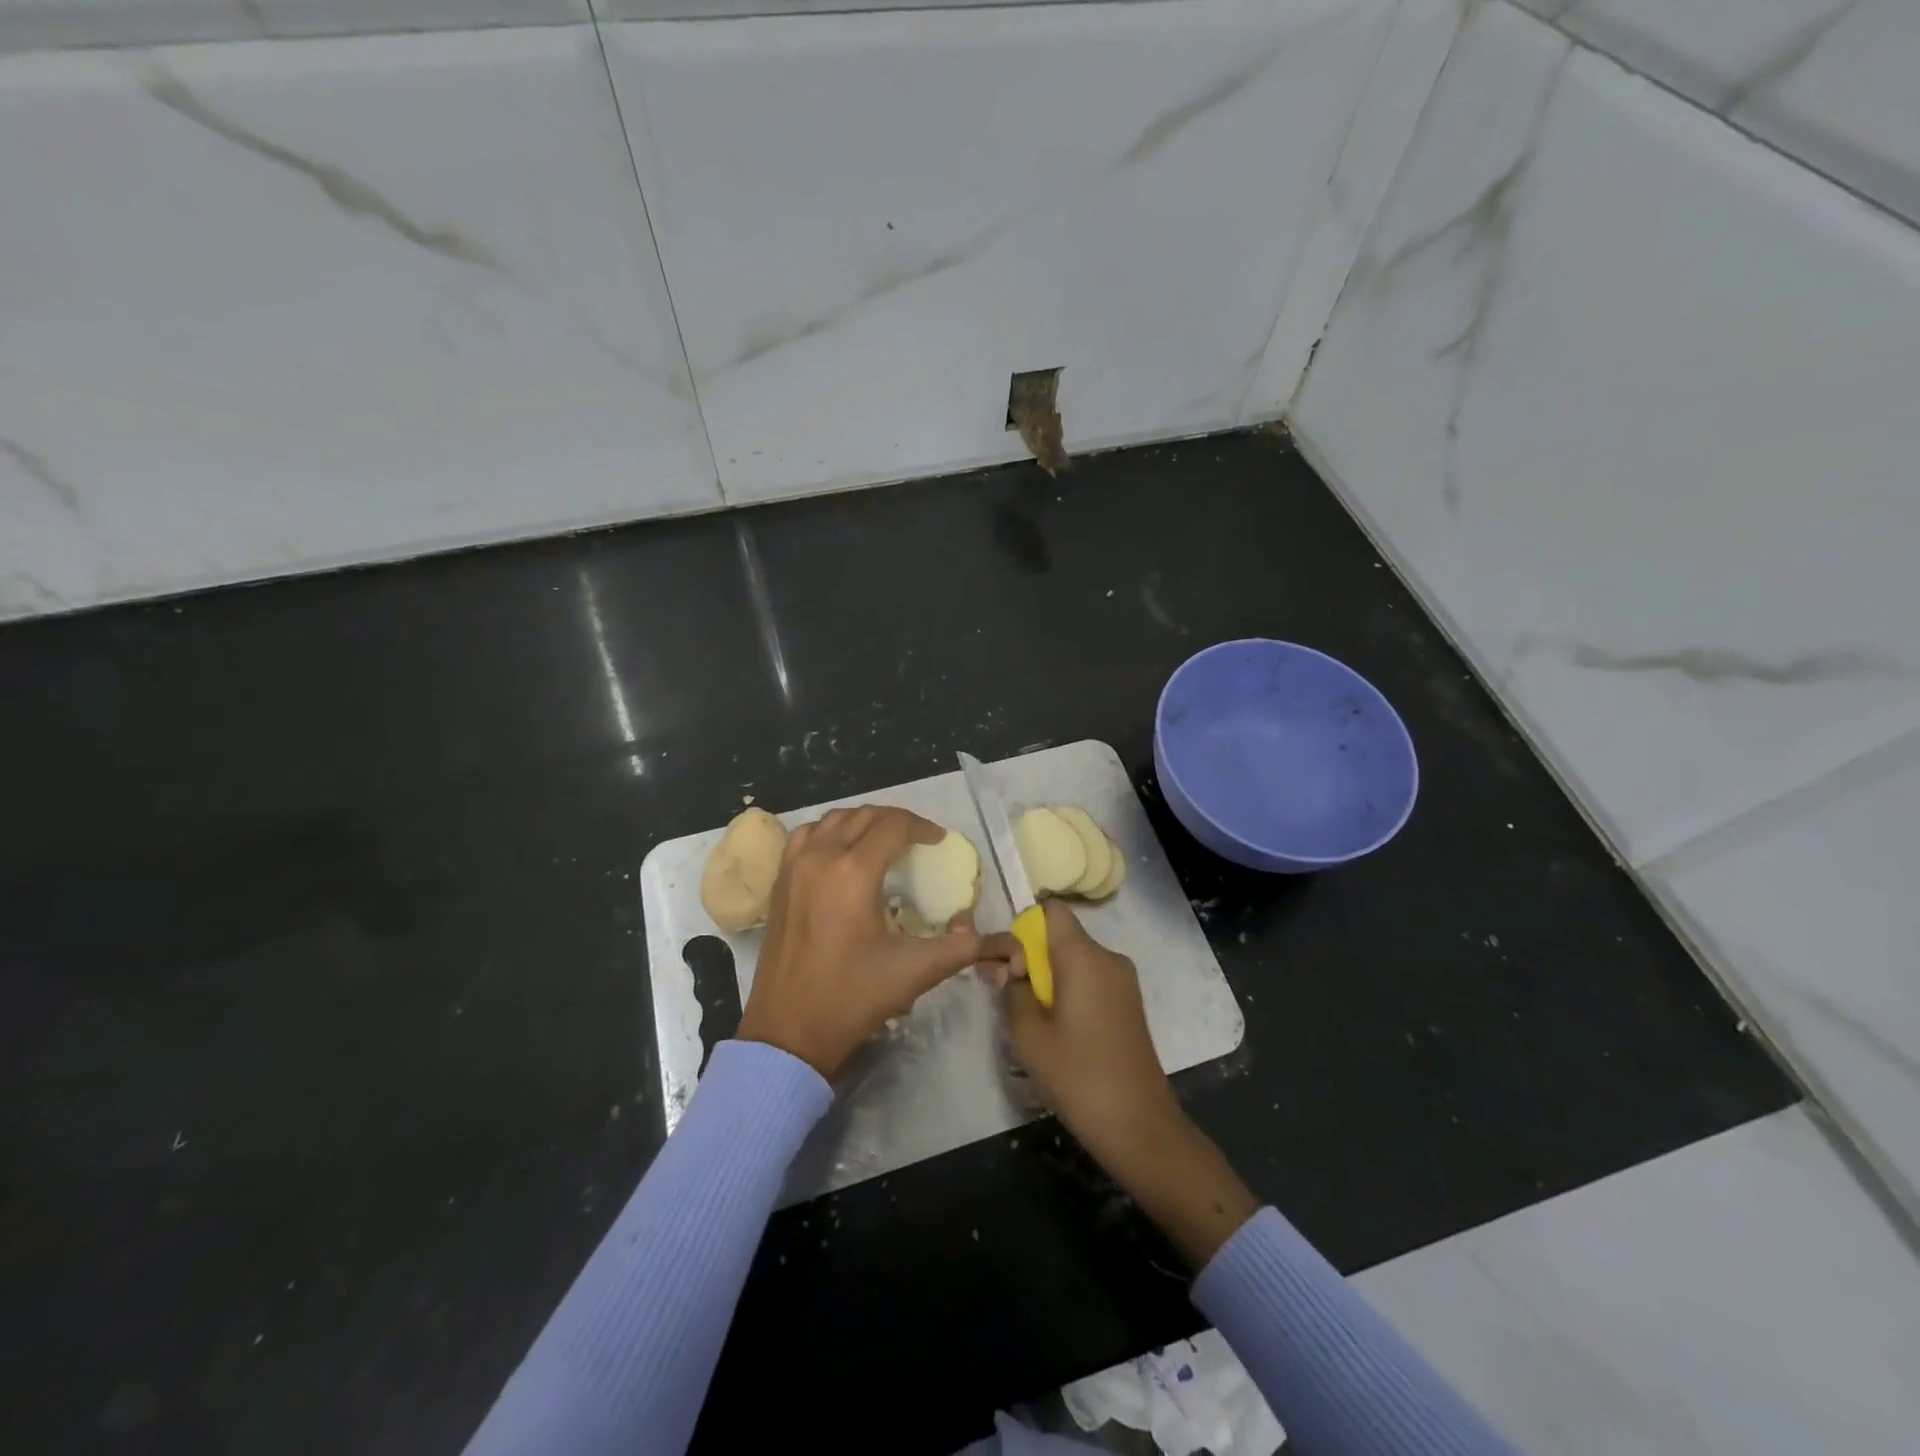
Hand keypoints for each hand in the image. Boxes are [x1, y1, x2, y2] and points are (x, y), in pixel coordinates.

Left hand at [737, 806, 990, 1079]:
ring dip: (862, 821)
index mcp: (854, 873)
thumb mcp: (915, 973)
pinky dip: (829, 831)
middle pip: (863, 816)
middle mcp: (821, 858)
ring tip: (883, 840)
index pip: (893, 826)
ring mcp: (794, 868)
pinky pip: (806, 836)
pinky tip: (841, 852)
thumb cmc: (851, 999)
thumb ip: (959, 946)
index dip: (922, 827)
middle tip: (918, 839)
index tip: (939, 841)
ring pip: (832, 820)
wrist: (788, 1032)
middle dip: (896, 821)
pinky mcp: (778, 882)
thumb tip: (977, 924)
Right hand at [1002, 900, 1180, 1165]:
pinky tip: (1061, 1031)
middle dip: (1032, 956)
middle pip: (1061, 936)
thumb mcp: (1028, 1034)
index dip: (1025, 926)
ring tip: (1033, 1019)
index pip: (1051, 910)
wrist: (1138, 1124)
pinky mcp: (1130, 1002)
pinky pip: (1092, 979)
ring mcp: (1124, 980)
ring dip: (1050, 977)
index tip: (1009, 961)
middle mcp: (1107, 956)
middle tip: (1008, 994)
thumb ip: (1011, 989)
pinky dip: (1071, 991)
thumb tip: (1006, 966)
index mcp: (1082, 955)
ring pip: (1076, 960)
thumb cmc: (1077, 1075)